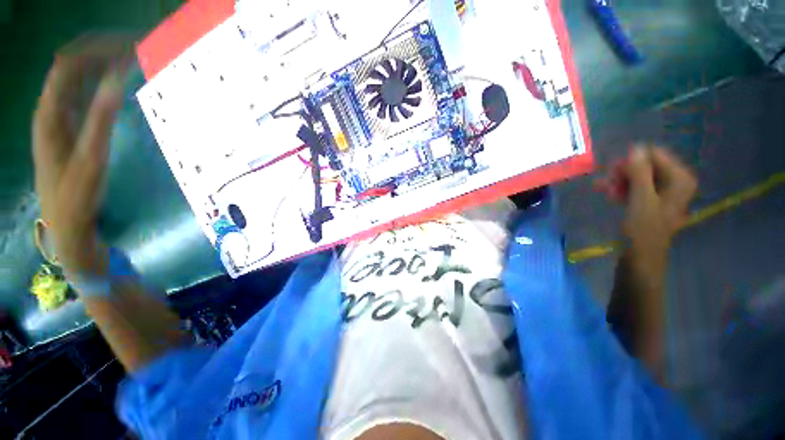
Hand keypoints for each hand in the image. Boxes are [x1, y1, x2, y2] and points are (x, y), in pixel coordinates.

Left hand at [33, 38, 131, 276]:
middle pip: (72, 65)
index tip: (128, 44)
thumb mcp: (90, 157)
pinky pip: (82, 93)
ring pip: (77, 77)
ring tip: (130, 58)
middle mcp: (51, 107)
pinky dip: (99, 81)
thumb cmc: (76, 193)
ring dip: (101, 63)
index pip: (69, 64)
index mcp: (50, 112)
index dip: (96, 48)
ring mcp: (59, 116)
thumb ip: (101, 118)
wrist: (66, 220)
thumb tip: (117, 80)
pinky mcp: (69, 125)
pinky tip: (117, 81)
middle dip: (101, 49)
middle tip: (134, 46)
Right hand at [594, 146, 697, 256]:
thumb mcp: (641, 199)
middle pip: (647, 167)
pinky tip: (607, 194)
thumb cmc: (643, 230)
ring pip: (639, 178)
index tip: (613, 171)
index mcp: (680, 180)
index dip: (633, 161)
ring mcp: (663, 193)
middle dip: (624, 172)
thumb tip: (636, 147)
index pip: (656, 156)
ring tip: (601, 189)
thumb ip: (640, 172)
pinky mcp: (652, 202)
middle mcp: (675, 183)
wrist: (641, 257)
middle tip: (606, 181)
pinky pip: (636, 189)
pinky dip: (622, 189)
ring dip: (619, 181)